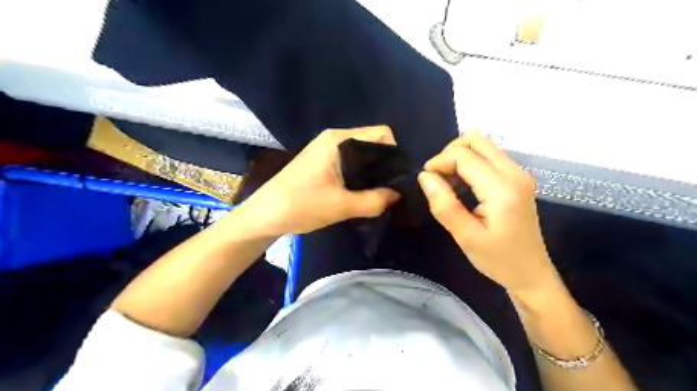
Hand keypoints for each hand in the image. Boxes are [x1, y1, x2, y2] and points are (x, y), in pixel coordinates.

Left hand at [243, 125, 400, 234]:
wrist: (264, 215)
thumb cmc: (300, 205)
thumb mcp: (342, 206)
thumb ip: (375, 200)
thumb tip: (398, 194)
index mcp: (339, 140)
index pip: (382, 134)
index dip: (394, 154)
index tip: (397, 179)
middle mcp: (335, 138)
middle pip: (373, 144)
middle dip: (384, 166)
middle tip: (389, 190)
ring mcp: (327, 149)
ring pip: (362, 155)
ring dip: (372, 173)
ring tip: (377, 194)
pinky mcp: (323, 162)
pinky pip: (351, 163)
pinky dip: (360, 176)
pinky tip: (360, 193)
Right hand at [416, 132, 558, 295]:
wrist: (531, 274)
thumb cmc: (498, 260)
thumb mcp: (465, 236)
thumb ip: (444, 205)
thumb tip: (424, 176)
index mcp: (502, 187)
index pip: (463, 155)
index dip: (438, 162)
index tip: (426, 182)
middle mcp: (514, 172)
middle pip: (475, 139)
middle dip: (449, 153)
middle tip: (438, 179)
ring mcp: (518, 173)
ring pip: (482, 146)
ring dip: (459, 158)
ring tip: (448, 185)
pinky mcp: (516, 179)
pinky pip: (488, 157)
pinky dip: (469, 164)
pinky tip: (463, 187)